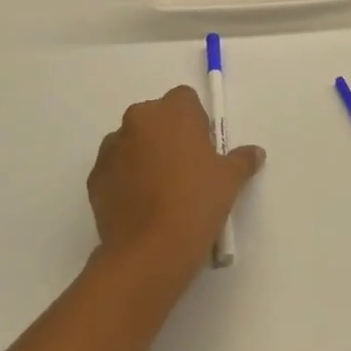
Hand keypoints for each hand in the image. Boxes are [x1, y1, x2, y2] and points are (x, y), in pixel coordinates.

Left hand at [89, 86, 264, 292]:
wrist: (149, 251)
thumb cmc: (196, 203)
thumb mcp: (230, 180)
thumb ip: (242, 159)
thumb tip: (255, 153)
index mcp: (173, 111)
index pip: (185, 99)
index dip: (196, 122)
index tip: (204, 149)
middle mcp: (139, 119)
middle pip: (156, 118)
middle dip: (168, 136)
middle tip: (185, 170)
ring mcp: (112, 147)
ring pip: (133, 142)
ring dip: (144, 155)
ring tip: (160, 192)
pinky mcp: (95, 176)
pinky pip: (115, 169)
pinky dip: (126, 179)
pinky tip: (141, 206)